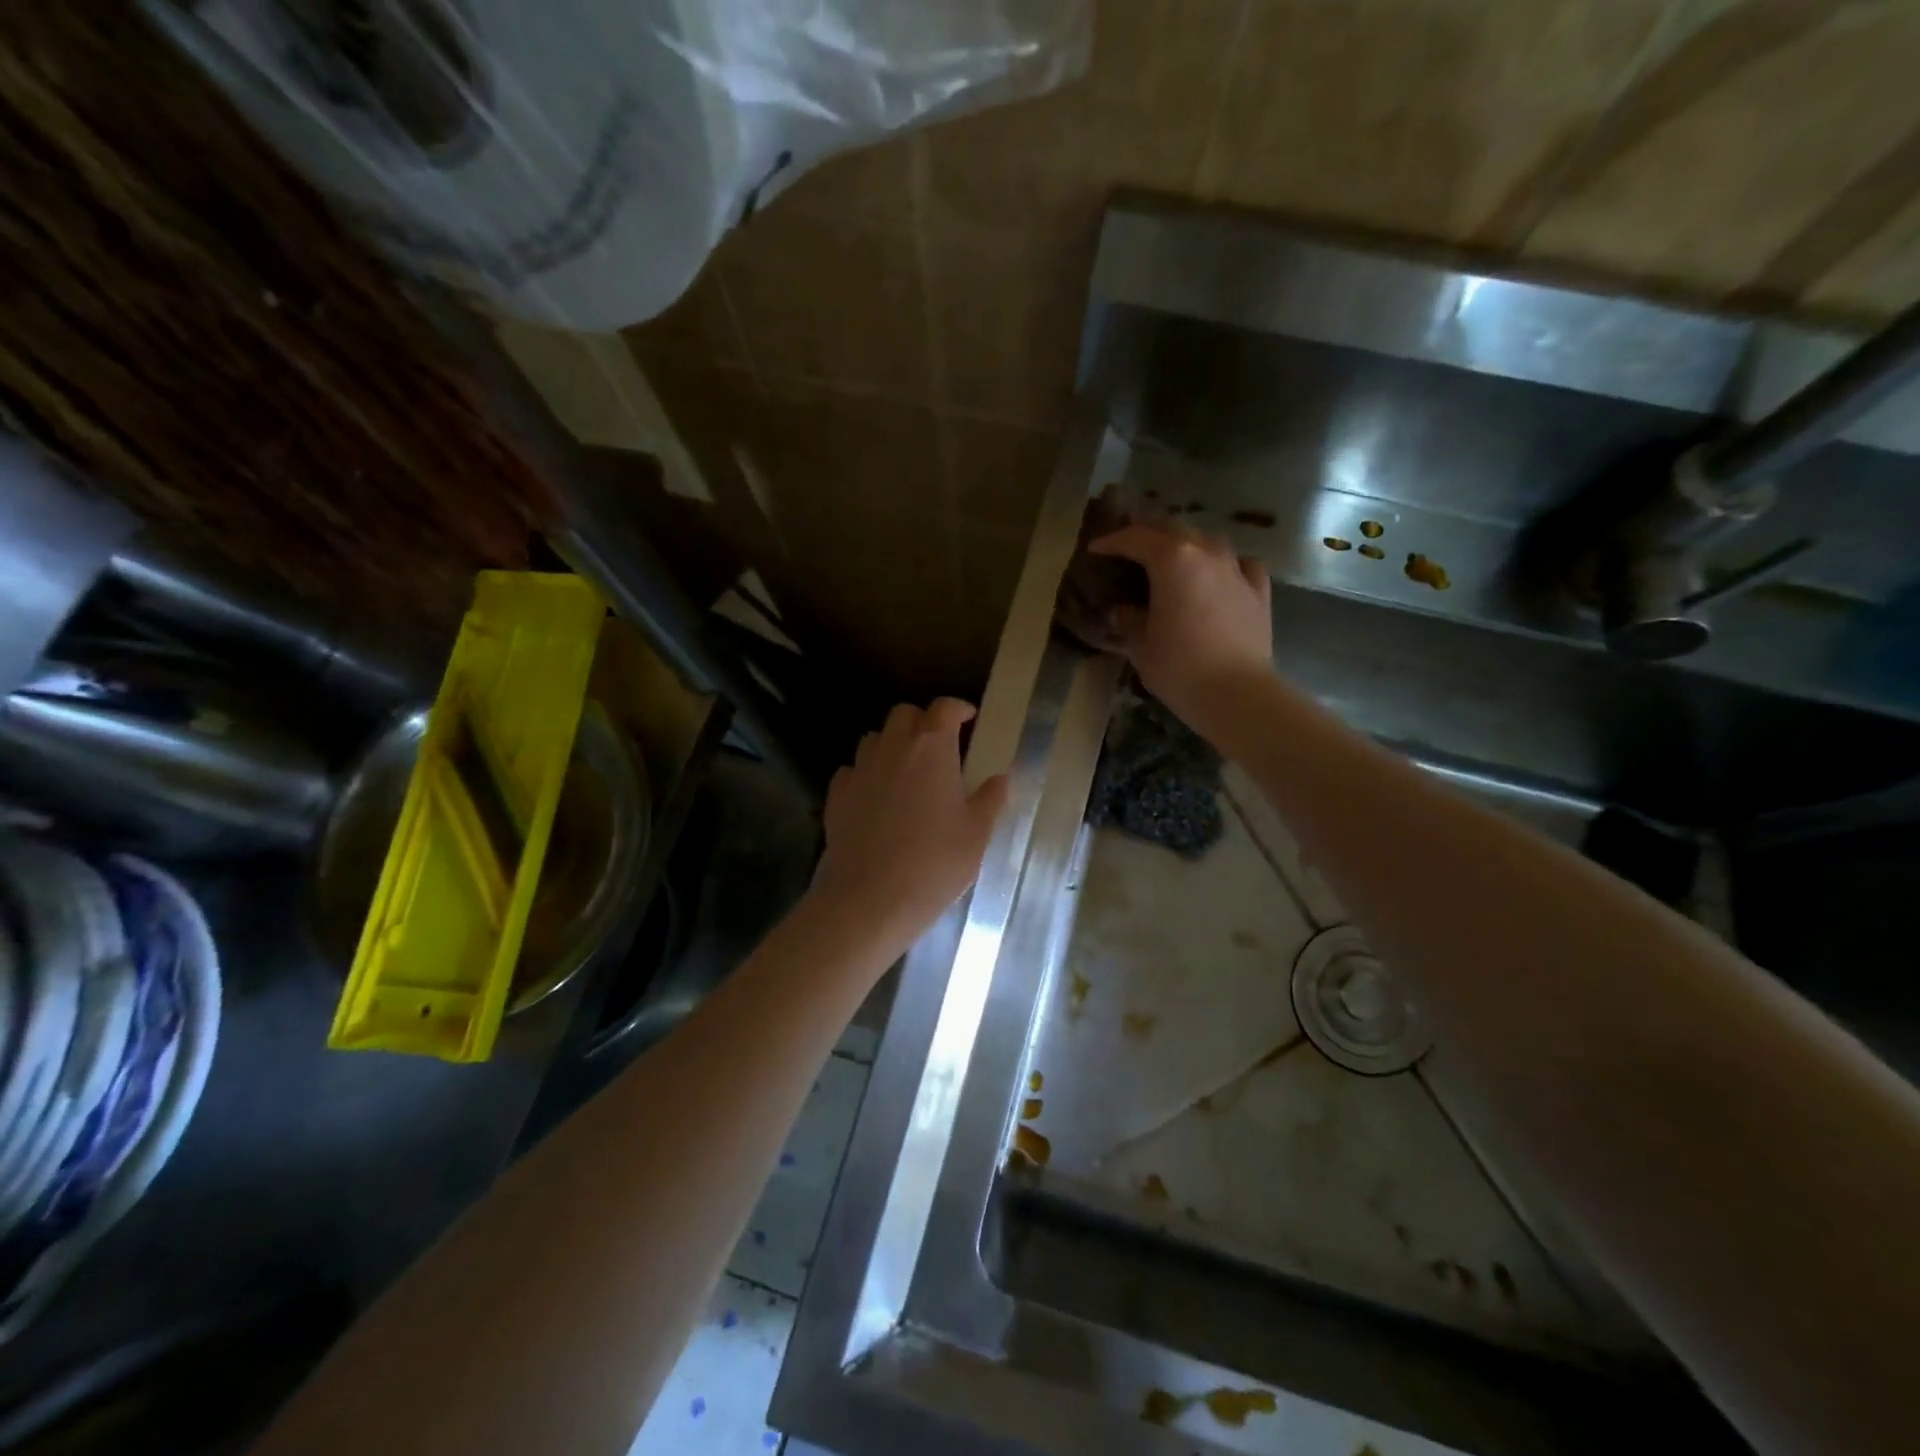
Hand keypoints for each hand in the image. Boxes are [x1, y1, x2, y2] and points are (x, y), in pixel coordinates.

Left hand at [810, 699, 1009, 953]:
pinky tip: (876, 797)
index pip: (944, 708)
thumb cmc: (935, 863)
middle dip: (923, 721)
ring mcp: (860, 770)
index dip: (958, 708)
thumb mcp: (976, 834)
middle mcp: (893, 748)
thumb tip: (1002, 778)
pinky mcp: (837, 796)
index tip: (970, 719)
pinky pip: (852, 770)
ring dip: (892, 744)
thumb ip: (990, 800)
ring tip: (907, 770)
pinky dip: (866, 774)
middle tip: (940, 745)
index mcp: (932, 749)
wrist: (871, 899)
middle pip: (904, 713)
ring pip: (875, 738)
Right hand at [1088, 521, 1274, 734]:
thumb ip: (1129, 620)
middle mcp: (1206, 553)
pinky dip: (1224, 564)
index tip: (1095, 549)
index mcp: (1172, 560)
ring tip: (1172, 556)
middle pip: (1173, 528)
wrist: (1237, 694)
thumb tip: (1123, 611)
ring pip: (1208, 540)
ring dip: (1186, 543)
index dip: (1112, 541)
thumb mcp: (1140, 646)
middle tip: (1130, 540)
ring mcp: (1236, 569)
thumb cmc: (1179, 668)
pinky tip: (1220, 575)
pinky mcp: (1258, 590)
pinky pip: (1240, 564)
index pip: (1135, 538)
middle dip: (1148, 531)